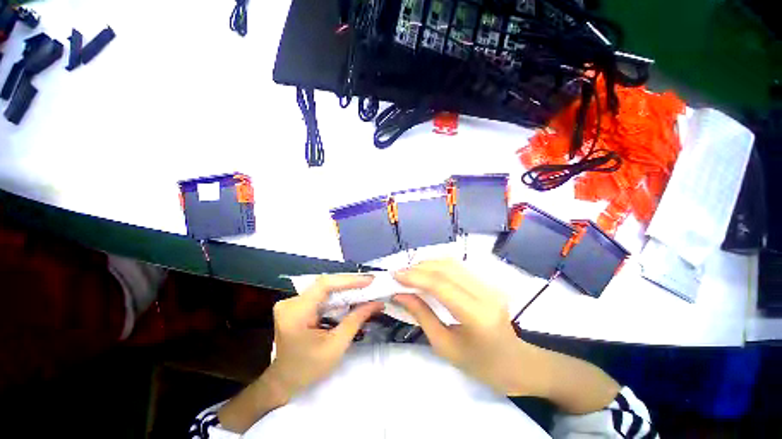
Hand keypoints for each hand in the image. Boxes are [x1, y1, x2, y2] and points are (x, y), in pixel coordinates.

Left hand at [265, 274, 384, 400]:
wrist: (284, 381)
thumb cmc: (308, 369)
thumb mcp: (336, 346)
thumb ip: (356, 320)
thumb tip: (376, 303)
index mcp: (296, 313)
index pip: (324, 285)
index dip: (348, 280)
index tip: (370, 280)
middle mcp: (291, 302)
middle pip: (325, 284)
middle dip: (350, 284)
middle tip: (371, 284)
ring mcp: (292, 302)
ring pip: (325, 288)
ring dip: (345, 289)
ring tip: (365, 289)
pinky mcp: (296, 305)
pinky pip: (321, 294)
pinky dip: (337, 296)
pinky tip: (351, 297)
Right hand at [393, 260, 542, 396]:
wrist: (516, 363)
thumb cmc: (480, 365)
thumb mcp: (445, 346)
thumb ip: (421, 315)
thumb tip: (400, 295)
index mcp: (476, 315)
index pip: (440, 285)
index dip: (415, 276)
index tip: (394, 275)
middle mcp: (484, 293)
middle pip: (445, 269)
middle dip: (418, 268)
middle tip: (399, 274)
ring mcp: (488, 285)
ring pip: (451, 263)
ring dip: (427, 264)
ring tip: (409, 273)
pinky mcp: (486, 282)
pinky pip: (457, 267)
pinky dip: (437, 266)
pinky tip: (426, 272)